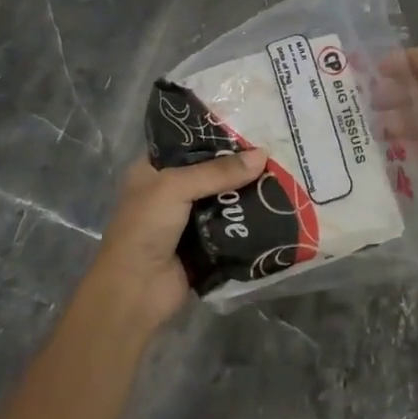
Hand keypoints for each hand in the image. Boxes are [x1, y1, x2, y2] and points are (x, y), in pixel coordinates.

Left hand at [82, 150, 266, 333]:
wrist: (136, 291)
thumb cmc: (145, 228)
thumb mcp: (176, 187)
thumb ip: (218, 171)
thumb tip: (263, 155)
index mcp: (152, 171)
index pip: (186, 144)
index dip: (214, 136)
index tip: (249, 127)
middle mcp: (168, 192)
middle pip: (209, 172)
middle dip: (237, 166)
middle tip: (272, 151)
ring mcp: (186, 221)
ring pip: (222, 199)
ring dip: (246, 193)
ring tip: (281, 175)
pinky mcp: (204, 246)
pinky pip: (230, 227)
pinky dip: (247, 221)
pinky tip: (275, 208)